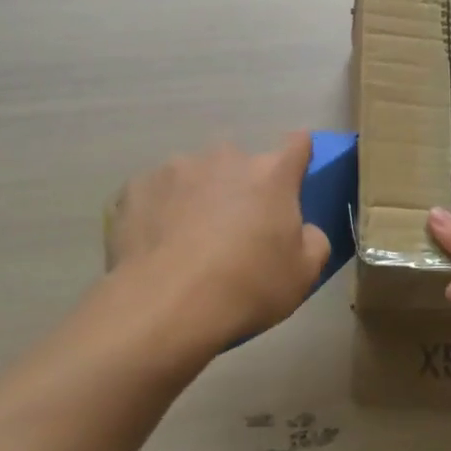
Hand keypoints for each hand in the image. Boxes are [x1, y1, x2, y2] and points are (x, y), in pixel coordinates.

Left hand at [106, 134, 331, 359]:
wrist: (165, 306)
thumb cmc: (246, 287)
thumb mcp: (303, 275)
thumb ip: (314, 240)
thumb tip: (304, 229)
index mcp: (272, 174)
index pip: (298, 144)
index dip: (298, 158)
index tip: (293, 180)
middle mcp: (226, 158)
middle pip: (241, 165)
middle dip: (241, 189)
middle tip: (236, 231)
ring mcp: (177, 168)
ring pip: (196, 177)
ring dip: (199, 198)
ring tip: (188, 242)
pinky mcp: (137, 186)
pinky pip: (156, 194)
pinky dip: (160, 212)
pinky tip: (156, 246)